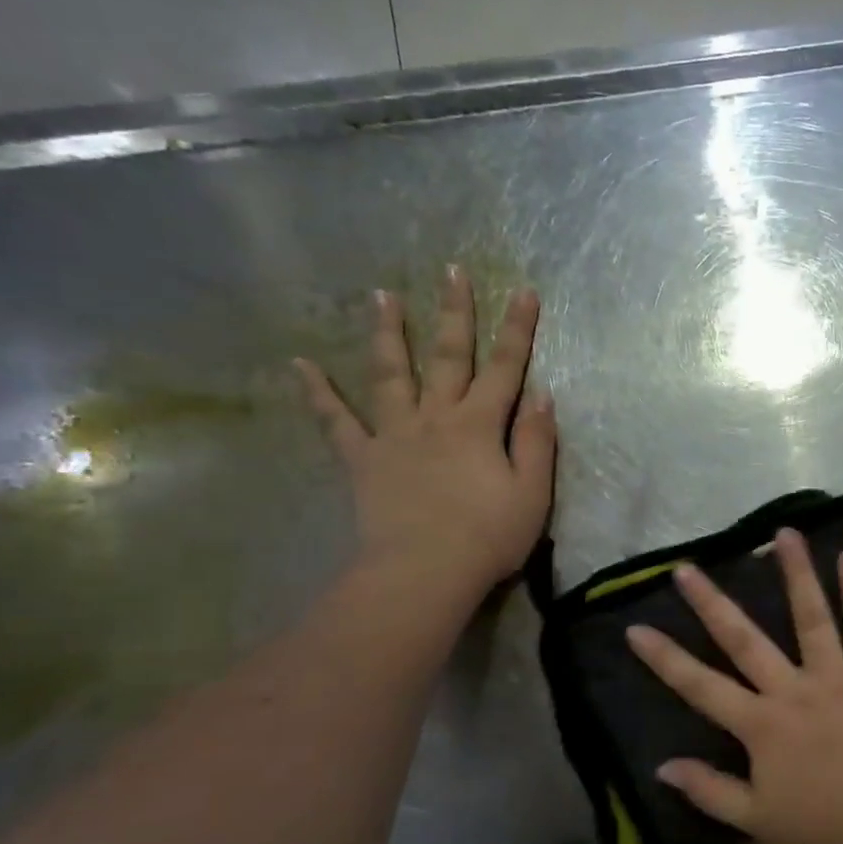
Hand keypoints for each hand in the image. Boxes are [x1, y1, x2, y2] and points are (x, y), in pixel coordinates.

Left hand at [295, 266, 554, 602]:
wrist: (425, 572)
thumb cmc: (489, 536)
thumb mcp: (533, 493)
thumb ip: (537, 441)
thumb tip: (543, 394)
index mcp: (480, 425)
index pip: (505, 368)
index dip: (517, 330)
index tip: (525, 292)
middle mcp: (436, 418)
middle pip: (448, 357)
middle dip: (454, 313)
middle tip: (451, 270)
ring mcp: (395, 435)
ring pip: (391, 374)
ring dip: (389, 333)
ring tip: (382, 295)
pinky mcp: (363, 459)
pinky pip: (336, 422)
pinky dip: (317, 393)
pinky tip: (299, 365)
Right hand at [625, 529, 842, 843]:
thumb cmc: (821, 825)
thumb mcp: (754, 820)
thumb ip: (708, 791)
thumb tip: (663, 765)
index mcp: (760, 725)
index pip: (700, 686)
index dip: (665, 659)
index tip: (636, 628)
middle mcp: (791, 689)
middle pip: (744, 639)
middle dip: (711, 602)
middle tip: (687, 567)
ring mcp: (834, 676)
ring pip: (810, 616)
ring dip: (795, 573)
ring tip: (783, 534)